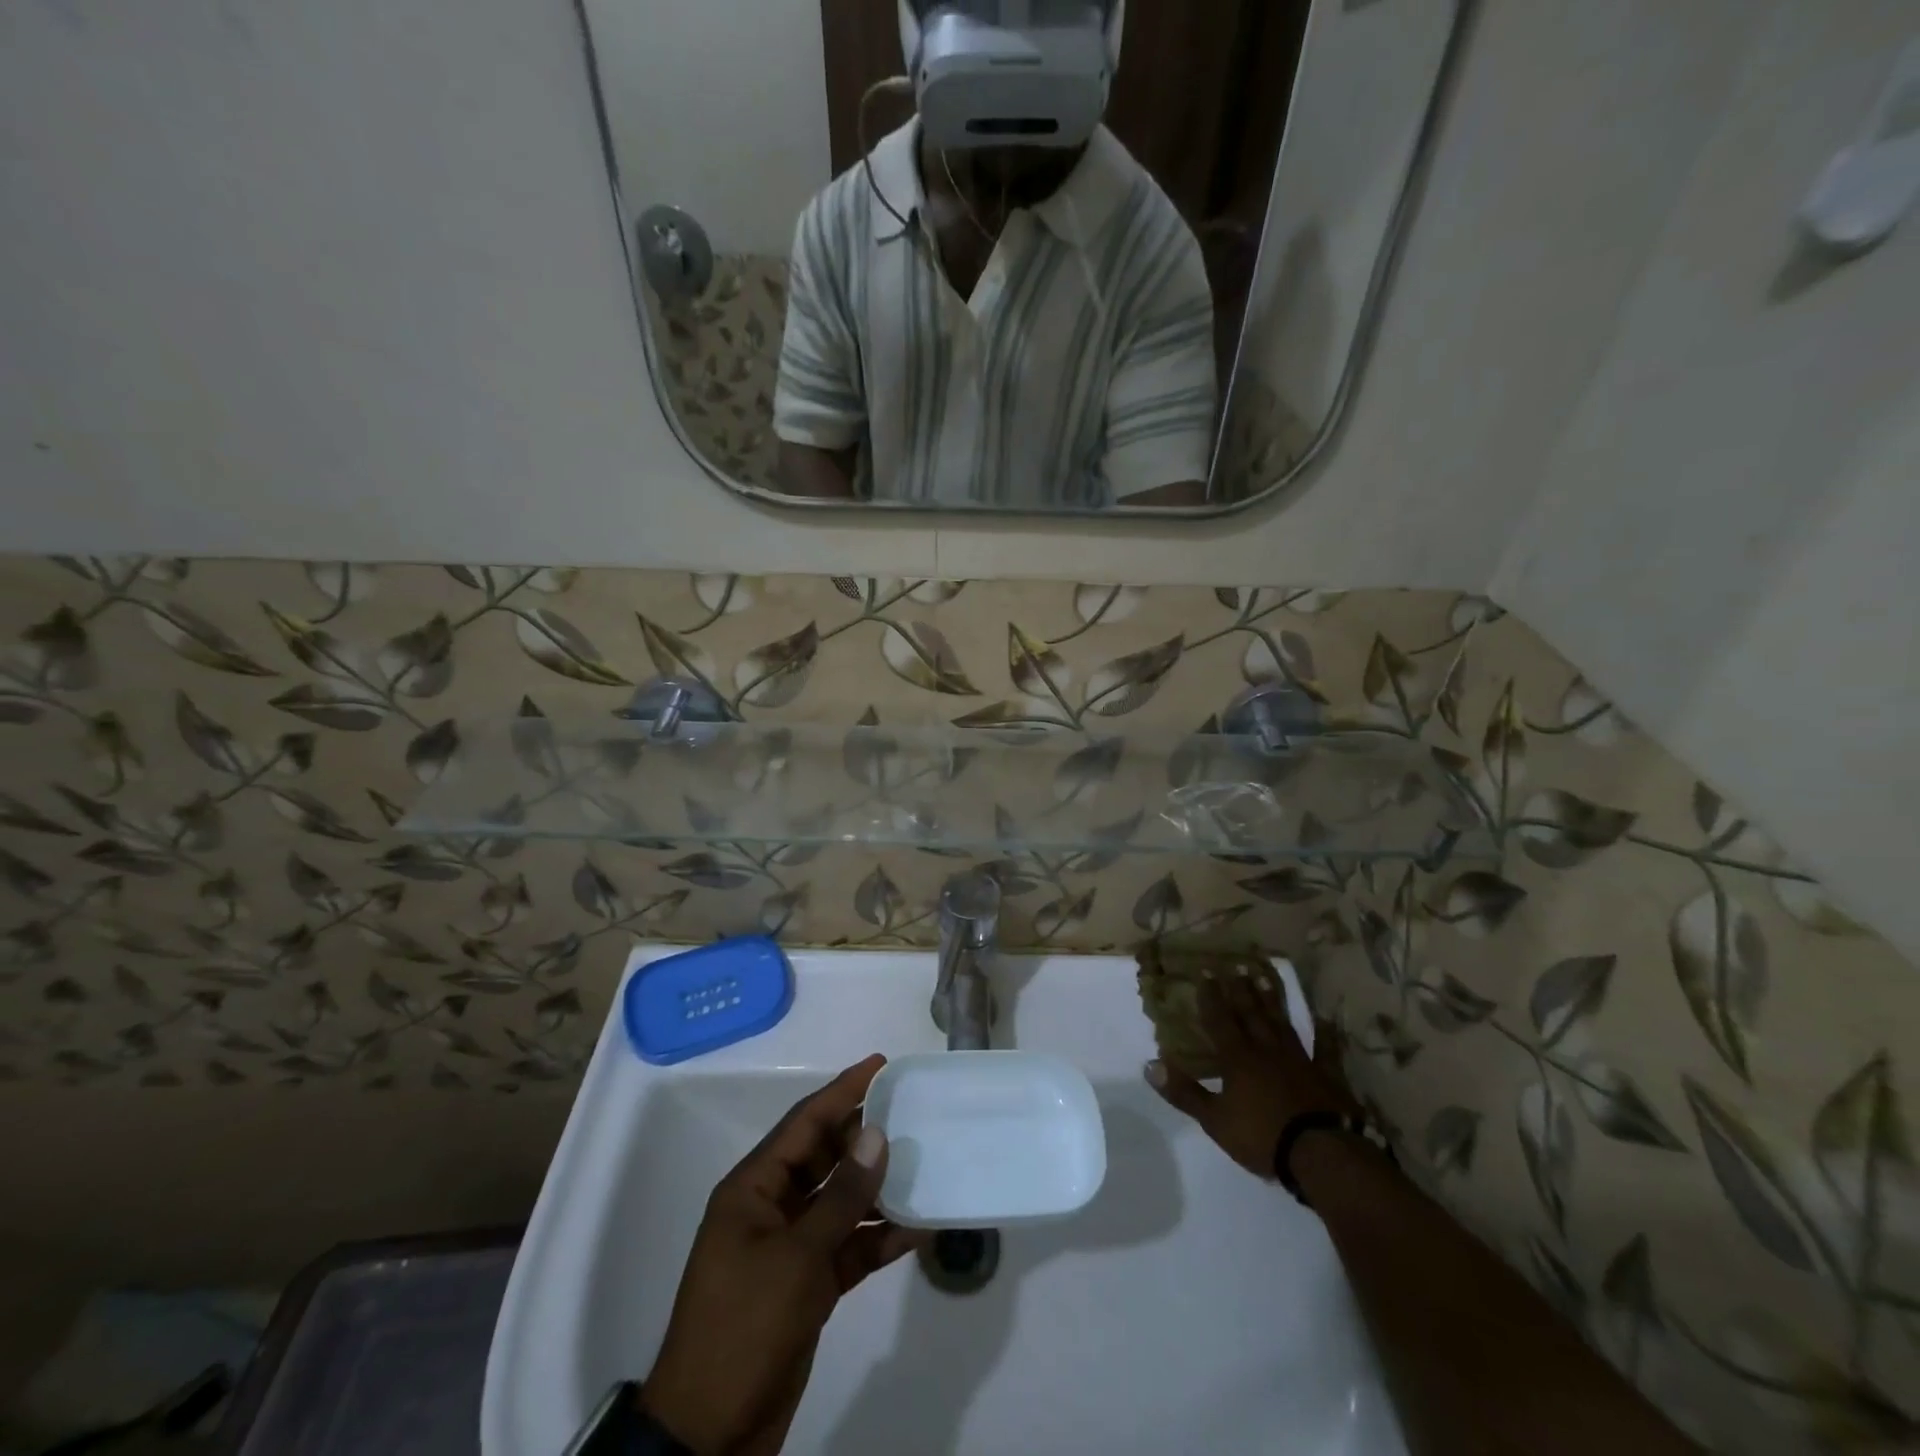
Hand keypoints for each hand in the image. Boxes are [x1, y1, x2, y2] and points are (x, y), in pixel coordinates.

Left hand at [641, 1055, 925, 1453]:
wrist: (710, 1436)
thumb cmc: (744, 1328)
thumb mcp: (796, 1258)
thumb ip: (841, 1197)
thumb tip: (876, 1135)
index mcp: (754, 1188)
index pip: (805, 1123)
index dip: (843, 1090)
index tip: (881, 1064)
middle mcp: (772, 1207)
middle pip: (825, 1156)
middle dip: (865, 1135)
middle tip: (912, 1110)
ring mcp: (790, 1247)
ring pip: (841, 1201)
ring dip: (878, 1188)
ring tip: (924, 1165)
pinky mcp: (807, 1284)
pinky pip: (848, 1247)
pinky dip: (878, 1238)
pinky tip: (917, 1230)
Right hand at [1144, 967, 1357, 1179]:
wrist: (1320, 1153)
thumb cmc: (1262, 1135)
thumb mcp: (1215, 1120)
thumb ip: (1184, 1092)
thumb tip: (1149, 1065)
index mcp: (1238, 1058)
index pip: (1220, 1020)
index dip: (1211, 997)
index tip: (1205, 972)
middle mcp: (1266, 1050)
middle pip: (1251, 1014)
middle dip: (1240, 990)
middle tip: (1235, 966)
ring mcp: (1299, 1060)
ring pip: (1281, 1023)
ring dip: (1271, 1001)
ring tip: (1264, 979)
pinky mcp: (1325, 1076)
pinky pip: (1325, 1050)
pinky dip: (1325, 1035)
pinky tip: (1326, 1021)